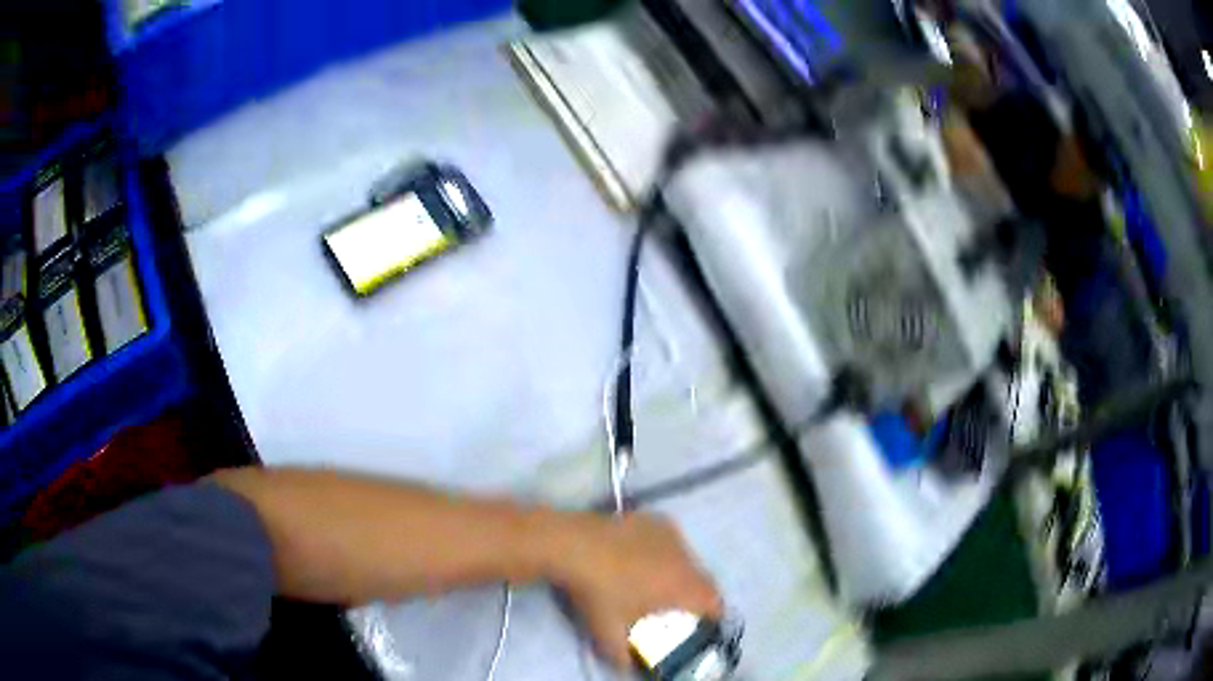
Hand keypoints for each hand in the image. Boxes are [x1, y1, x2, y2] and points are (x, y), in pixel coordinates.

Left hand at [550, 513, 723, 668]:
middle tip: (676, 608)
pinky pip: (668, 540)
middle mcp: (685, 557)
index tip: (703, 624)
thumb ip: (621, 657)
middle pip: (703, 579)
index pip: (715, 602)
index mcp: (683, 586)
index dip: (713, 615)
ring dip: (679, 571)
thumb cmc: (597, 592)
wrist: (572, 545)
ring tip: (654, 582)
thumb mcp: (607, 633)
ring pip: (686, 557)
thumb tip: (625, 669)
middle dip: (695, 594)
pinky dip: (662, 551)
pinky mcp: (651, 518)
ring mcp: (669, 534)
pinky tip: (639, 556)